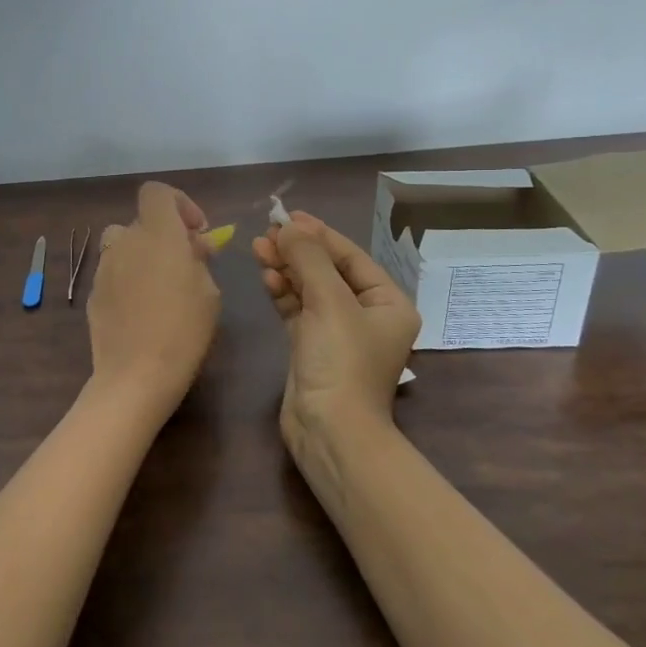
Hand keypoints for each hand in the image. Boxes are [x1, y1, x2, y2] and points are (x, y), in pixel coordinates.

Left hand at [87, 183, 222, 415]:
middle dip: (164, 236)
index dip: (178, 204)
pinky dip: (128, 280)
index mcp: (158, 233)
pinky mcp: (93, 292)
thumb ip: (199, 259)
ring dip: (142, 256)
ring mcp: (104, 267)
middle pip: (141, 223)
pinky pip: (114, 273)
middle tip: (185, 265)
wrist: (136, 374)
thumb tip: (193, 246)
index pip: (156, 193)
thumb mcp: (209, 291)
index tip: (195, 232)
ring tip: (162, 288)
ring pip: (124, 247)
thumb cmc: (184, 329)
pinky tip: (142, 311)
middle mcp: (125, 241)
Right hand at [253, 213, 420, 453]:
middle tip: (267, 232)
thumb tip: (288, 227)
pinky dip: (282, 292)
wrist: (330, 430)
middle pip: (329, 271)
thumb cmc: (341, 361)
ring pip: (310, 289)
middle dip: (299, 251)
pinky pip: (297, 310)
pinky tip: (265, 275)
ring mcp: (338, 333)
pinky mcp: (312, 348)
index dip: (320, 234)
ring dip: (286, 268)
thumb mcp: (329, 302)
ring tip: (258, 247)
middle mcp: (366, 316)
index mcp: (388, 303)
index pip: (351, 257)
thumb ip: (308, 259)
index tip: (289, 216)